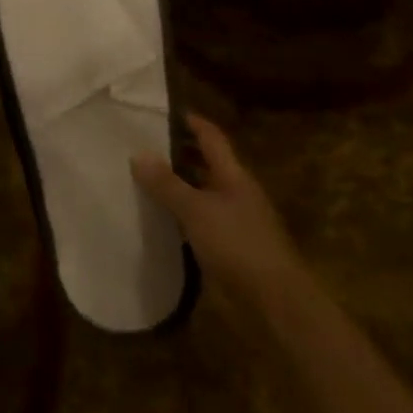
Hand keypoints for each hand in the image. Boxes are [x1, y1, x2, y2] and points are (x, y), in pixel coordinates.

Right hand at [131, 115, 309, 309]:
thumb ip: (167, 183)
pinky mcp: (227, 248)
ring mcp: (233, 222)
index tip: (163, 111)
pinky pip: (199, 222)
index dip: (191, 122)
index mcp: (234, 175)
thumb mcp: (196, 210)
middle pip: (206, 164)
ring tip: (141, 178)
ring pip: (201, 194)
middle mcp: (235, 192)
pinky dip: (179, 216)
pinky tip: (157, 218)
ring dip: (177, 186)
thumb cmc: (238, 244)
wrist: (274, 301)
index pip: (211, 137)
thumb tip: (138, 153)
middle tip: (142, 145)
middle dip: (178, 153)